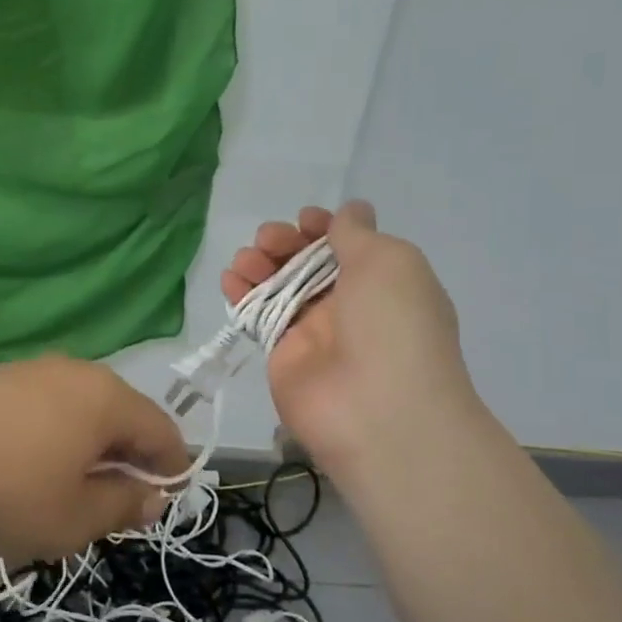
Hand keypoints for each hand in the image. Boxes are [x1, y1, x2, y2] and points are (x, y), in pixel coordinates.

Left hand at [0, 357, 186, 559]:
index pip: (163, 431)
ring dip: (88, 451)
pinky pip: (46, 408)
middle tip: (111, 508)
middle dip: (126, 461)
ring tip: (66, 493)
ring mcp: (33, 370)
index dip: (172, 470)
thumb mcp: (74, 518)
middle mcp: (77, 372)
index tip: (160, 506)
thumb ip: (123, 506)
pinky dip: (54, 438)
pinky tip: (27, 470)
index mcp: (108, 399)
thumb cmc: (5, 491)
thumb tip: (151, 495)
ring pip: (82, 412)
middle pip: (122, 416)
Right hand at [222, 201, 478, 479]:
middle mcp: (349, 304)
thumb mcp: (388, 261)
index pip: (348, 244)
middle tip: (268, 240)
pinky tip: (229, 281)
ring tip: (245, 260)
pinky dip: (241, 294)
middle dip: (285, 243)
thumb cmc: (392, 324)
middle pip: (307, 262)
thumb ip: (356, 233)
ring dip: (259, 265)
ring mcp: (313, 330)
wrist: (377, 411)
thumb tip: (351, 211)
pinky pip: (258, 316)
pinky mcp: (282, 354)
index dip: (324, 227)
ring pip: (279, 286)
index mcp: (384, 281)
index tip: (304, 219)